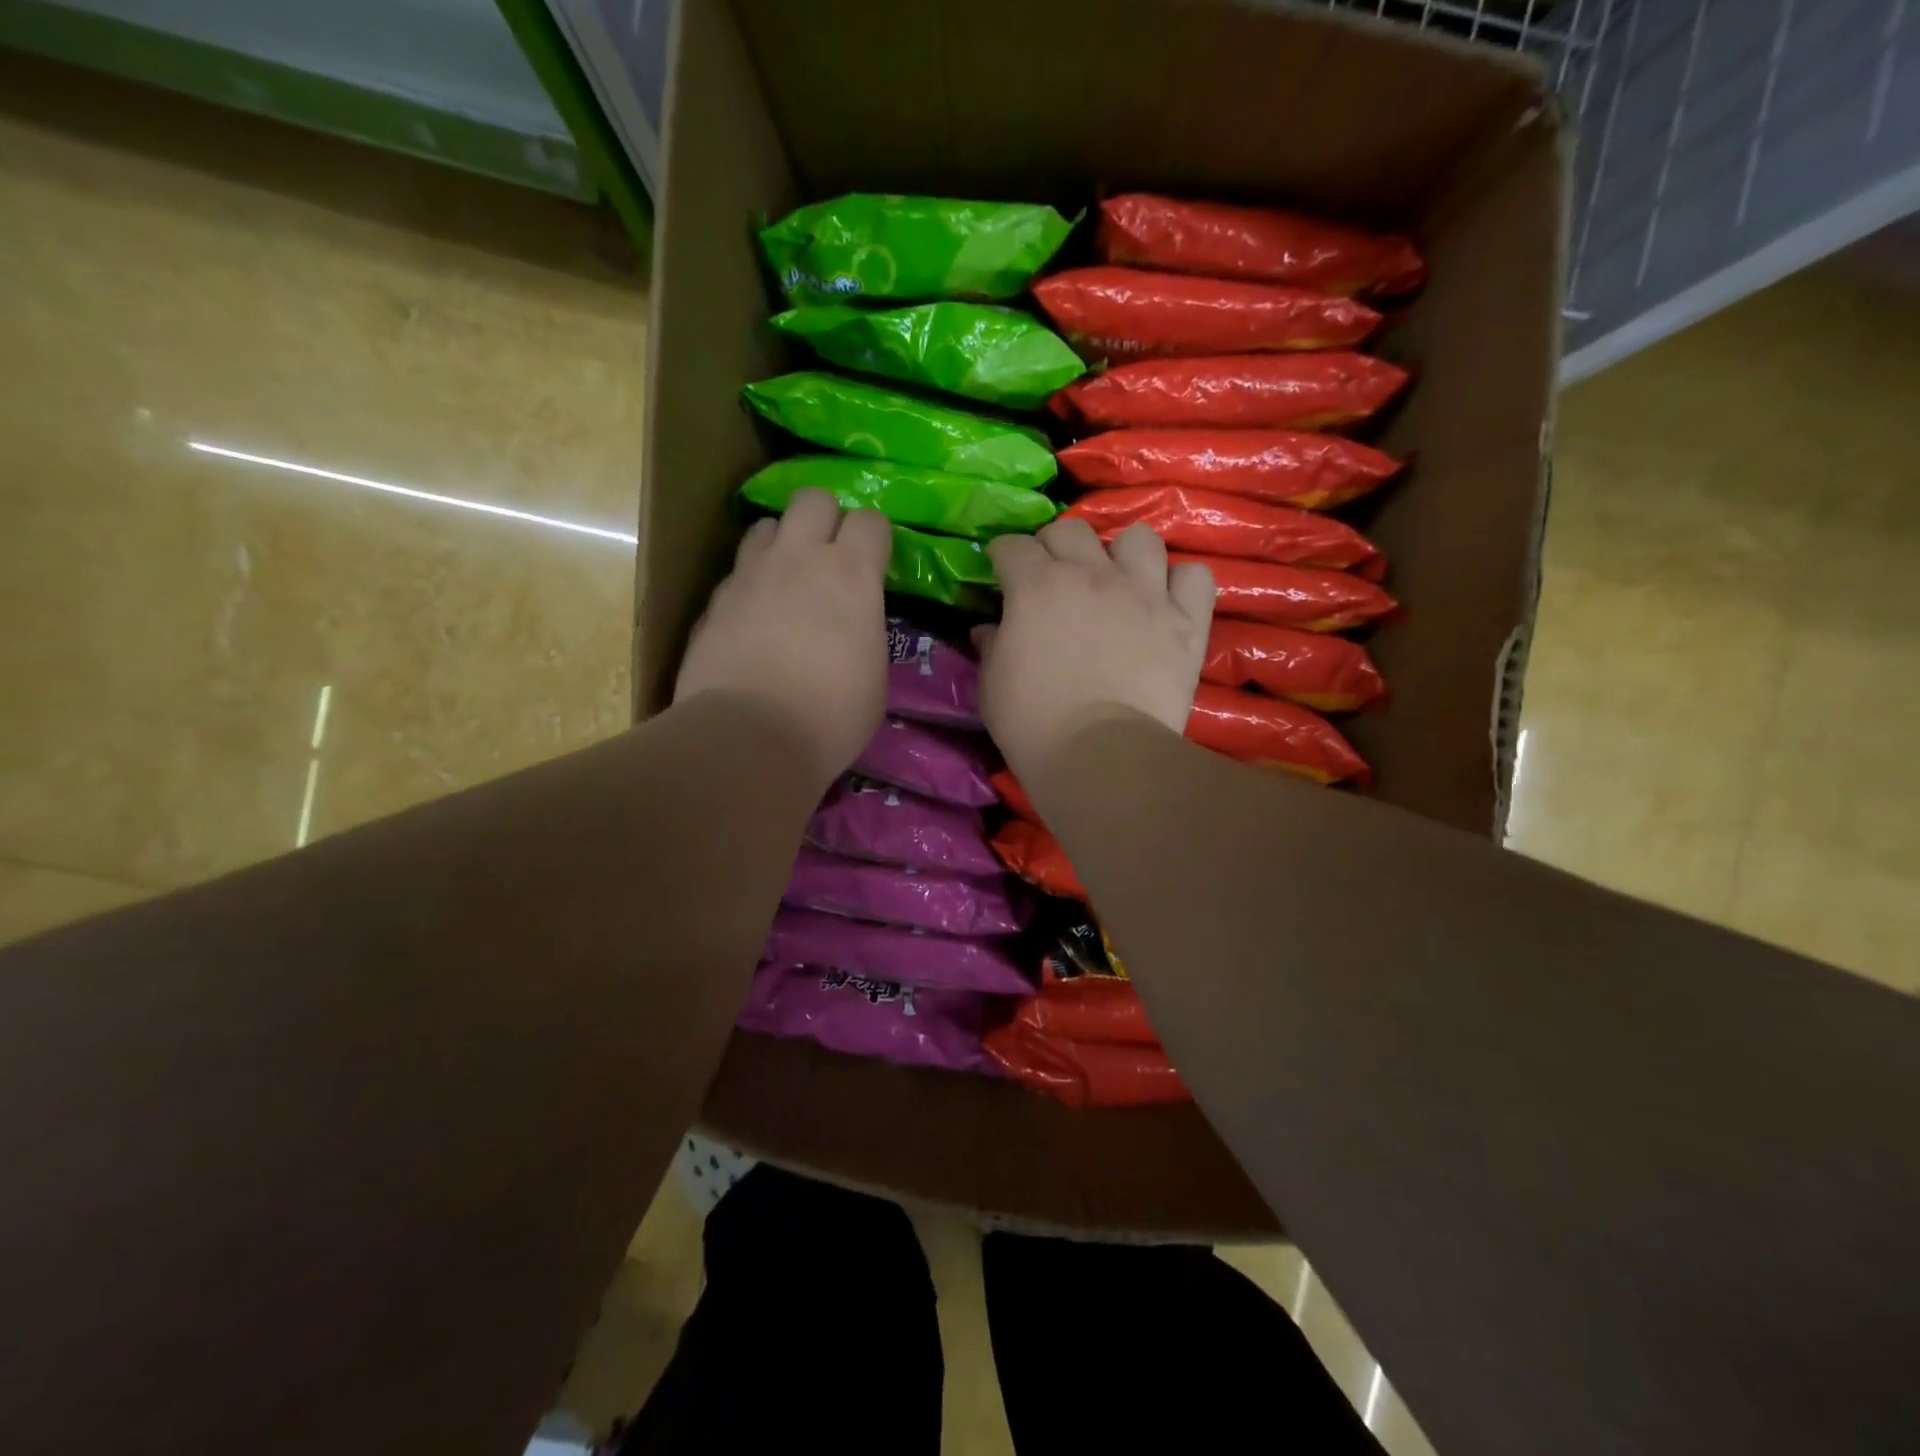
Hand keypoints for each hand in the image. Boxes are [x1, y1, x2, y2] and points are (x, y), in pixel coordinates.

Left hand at [674, 489, 891, 789]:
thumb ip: (864, 632)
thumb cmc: (832, 715)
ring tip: (786, 581)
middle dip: (825, 519)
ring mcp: (751, 574)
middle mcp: (799, 558)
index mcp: (852, 574)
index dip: (875, 540)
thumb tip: (852, 628)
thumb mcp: (873, 675)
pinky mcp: (715, 600)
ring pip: (767, 526)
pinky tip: (753, 619)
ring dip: (782, 545)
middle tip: (829, 559)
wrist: (750, 736)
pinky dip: (750, 585)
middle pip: (814, 499)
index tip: (875, 567)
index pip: (871, 520)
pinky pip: (737, 572)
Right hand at [977, 518, 1213, 783]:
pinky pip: (1194, 576)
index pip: (1012, 545)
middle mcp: (1092, 574)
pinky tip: (1166, 603)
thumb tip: (988, 629)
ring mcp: (1145, 593)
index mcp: (1036, 586)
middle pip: (1071, 530)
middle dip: (1055, 547)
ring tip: (1117, 581)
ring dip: (1122, 554)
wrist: (1100, 755)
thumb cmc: (1033, 723)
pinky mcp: (1186, 621)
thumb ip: (991, 646)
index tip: (1002, 572)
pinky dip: (1180, 584)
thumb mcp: (992, 686)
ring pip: (1139, 538)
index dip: (1003, 557)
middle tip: (1053, 578)